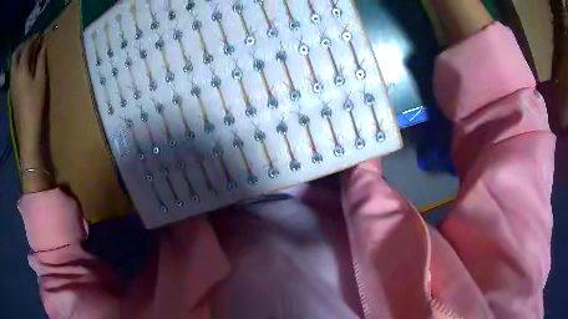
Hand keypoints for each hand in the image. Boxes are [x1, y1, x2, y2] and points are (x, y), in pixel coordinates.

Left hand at [11, 35, 46, 155]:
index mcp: (22, 71)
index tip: (38, 36)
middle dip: (23, 48)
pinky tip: (22, 67)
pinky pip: (14, 74)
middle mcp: (15, 76)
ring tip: (27, 54)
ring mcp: (13, 86)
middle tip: (30, 44)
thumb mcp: (40, 81)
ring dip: (20, 57)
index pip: (25, 49)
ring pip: (15, 66)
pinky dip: (18, 66)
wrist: (26, 131)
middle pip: (18, 58)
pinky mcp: (12, 93)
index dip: (31, 40)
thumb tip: (43, 47)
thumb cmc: (34, 105)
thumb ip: (41, 62)